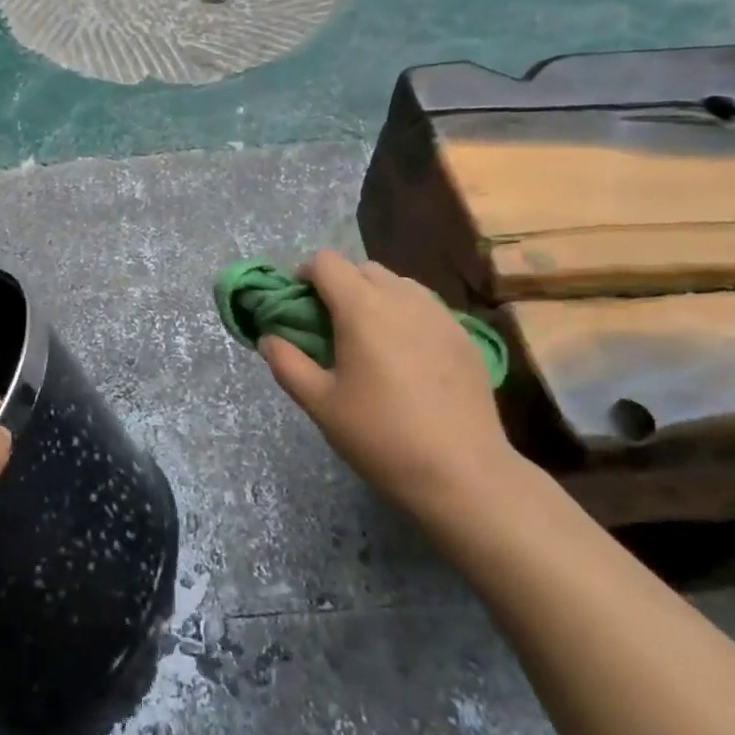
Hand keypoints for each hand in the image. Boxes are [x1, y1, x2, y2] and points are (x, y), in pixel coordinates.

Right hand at [260, 251, 522, 520]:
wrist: (462, 472)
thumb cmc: (380, 436)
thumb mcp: (320, 404)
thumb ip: (287, 363)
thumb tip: (269, 338)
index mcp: (362, 308)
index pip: (326, 262)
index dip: (305, 275)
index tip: (298, 306)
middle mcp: (403, 298)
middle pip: (362, 268)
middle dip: (339, 286)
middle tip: (330, 327)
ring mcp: (440, 314)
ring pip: (398, 284)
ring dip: (375, 297)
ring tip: (370, 341)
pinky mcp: (465, 335)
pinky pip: (426, 306)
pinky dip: (406, 315)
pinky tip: (406, 357)